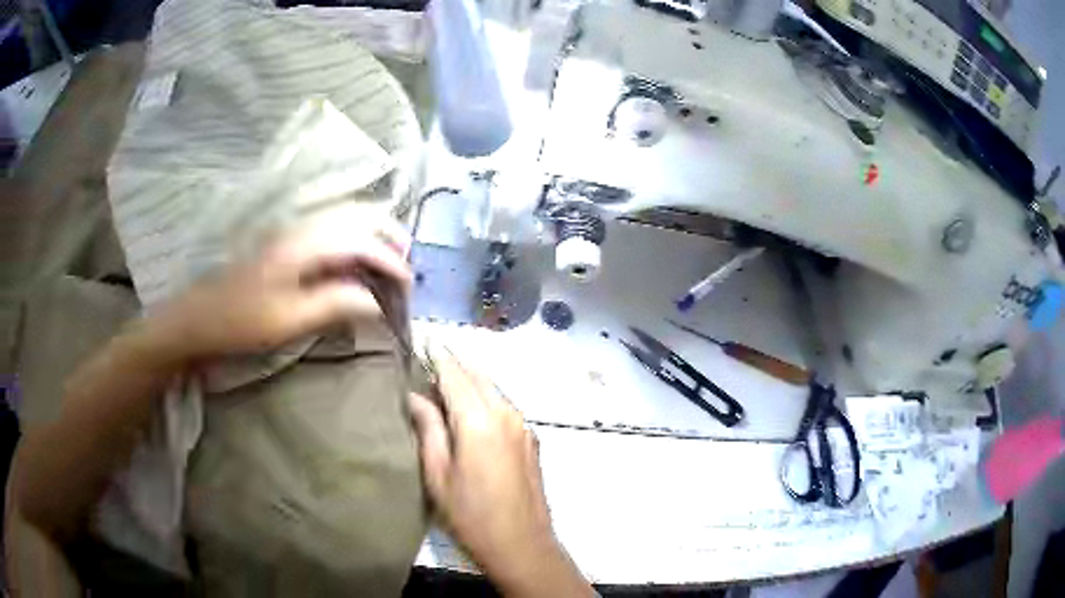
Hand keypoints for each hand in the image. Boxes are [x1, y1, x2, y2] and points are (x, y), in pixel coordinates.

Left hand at [150, 210, 411, 361]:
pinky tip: (354, 258)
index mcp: (304, 244)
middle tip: (406, 262)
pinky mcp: (284, 242)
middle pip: (356, 215)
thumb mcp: (291, 319)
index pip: (361, 241)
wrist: (199, 317)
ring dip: (371, 233)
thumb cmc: (242, 322)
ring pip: (344, 217)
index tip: (410, 285)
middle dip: (387, 235)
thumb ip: (337, 303)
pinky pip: (329, 228)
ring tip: (387, 258)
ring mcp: (291, 231)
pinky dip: (352, 238)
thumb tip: (377, 301)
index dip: (390, 260)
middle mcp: (302, 227)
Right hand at [408, 348, 592, 596]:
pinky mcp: (531, 441)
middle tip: (428, 361)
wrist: (523, 546)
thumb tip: (414, 396)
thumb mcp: (437, 474)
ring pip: (493, 390)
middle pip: (478, 376)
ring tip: (444, 384)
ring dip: (471, 381)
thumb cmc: (471, 516)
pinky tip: (470, 411)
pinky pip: (504, 407)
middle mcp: (506, 414)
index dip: (437, 355)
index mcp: (480, 419)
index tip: (421, 341)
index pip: (455, 373)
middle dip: (454, 364)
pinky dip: (485, 399)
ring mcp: (523, 427)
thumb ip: (428, 428)